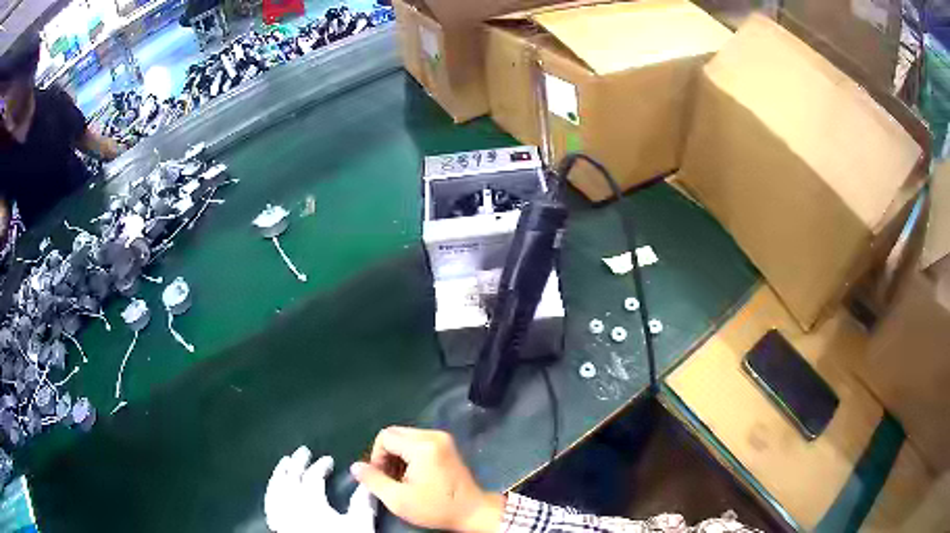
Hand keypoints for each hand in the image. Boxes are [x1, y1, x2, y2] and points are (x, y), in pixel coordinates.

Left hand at [264, 446, 376, 532]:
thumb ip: (362, 503)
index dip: (320, 466)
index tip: (329, 459)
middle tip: (303, 450)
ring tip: (284, 462)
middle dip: (298, 462)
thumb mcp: (359, 525)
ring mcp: (281, 515)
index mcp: (311, 502)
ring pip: (276, 488)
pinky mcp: (277, 526)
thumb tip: (366, 484)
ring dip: (279, 473)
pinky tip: (273, 489)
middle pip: (291, 478)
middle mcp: (291, 505)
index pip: (312, 477)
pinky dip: (271, 492)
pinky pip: (269, 504)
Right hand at [351, 427, 504, 532]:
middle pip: (395, 434)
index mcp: (422, 446)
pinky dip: (409, 455)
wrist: (473, 512)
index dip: (376, 457)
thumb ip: (373, 480)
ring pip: (406, 438)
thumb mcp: (398, 499)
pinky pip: (418, 442)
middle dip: (386, 455)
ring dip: (397, 455)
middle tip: (390, 478)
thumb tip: (355, 466)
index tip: (381, 477)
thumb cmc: (436, 507)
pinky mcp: (447, 446)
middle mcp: (433, 435)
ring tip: (401, 479)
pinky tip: (413, 474)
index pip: (385, 437)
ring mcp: (442, 439)